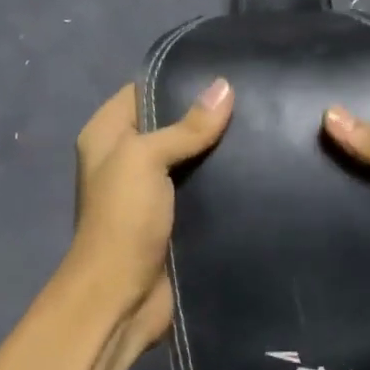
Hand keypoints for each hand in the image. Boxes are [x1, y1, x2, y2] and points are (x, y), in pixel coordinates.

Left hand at [66, 77, 234, 346]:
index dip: (177, 80)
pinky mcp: (173, 220)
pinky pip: (201, 191)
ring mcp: (150, 193)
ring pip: (190, 160)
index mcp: (106, 136)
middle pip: (170, 125)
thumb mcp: (146, 160)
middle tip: (254, 101)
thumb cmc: (124, 219)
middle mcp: (125, 160)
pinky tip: (257, 170)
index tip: (224, 73)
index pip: (142, 91)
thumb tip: (224, 87)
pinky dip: (223, 184)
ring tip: (263, 130)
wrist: (121, 296)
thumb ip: (185, 126)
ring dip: (218, 152)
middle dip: (206, 117)